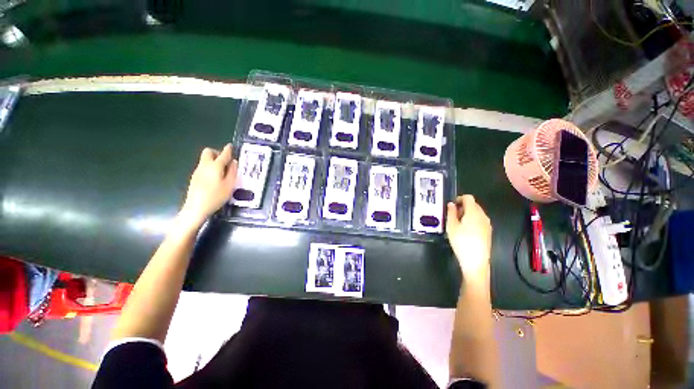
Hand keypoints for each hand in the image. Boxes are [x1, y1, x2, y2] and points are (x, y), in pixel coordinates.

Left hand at [180, 144, 237, 228]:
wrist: (195, 208)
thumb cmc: (215, 197)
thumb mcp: (229, 185)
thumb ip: (232, 172)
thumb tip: (234, 162)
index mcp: (215, 166)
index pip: (223, 154)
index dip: (228, 150)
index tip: (231, 146)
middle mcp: (204, 165)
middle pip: (208, 152)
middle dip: (217, 153)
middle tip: (226, 161)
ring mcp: (198, 171)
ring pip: (205, 159)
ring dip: (214, 160)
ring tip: (223, 171)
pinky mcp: (195, 177)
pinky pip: (204, 167)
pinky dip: (211, 167)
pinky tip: (216, 178)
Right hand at [446, 195, 491, 280]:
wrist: (475, 261)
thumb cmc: (461, 241)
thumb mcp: (451, 226)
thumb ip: (450, 212)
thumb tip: (451, 204)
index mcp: (473, 212)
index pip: (468, 198)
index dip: (459, 198)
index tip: (452, 206)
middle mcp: (483, 216)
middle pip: (473, 204)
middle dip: (463, 206)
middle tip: (452, 215)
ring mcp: (487, 224)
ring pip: (477, 212)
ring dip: (467, 213)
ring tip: (457, 223)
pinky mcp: (488, 232)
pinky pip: (480, 220)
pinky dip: (472, 220)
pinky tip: (465, 230)